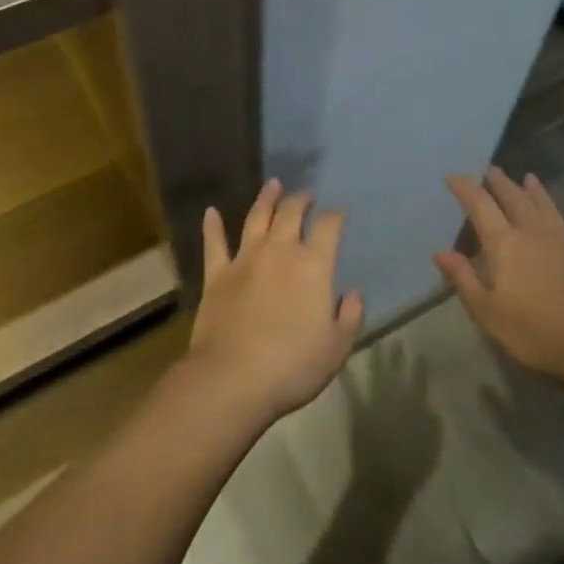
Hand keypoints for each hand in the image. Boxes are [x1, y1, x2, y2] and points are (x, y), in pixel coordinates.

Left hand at [187, 178, 363, 423]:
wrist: (233, 378)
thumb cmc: (293, 365)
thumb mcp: (336, 347)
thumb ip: (349, 316)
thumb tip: (352, 293)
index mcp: (314, 265)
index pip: (329, 227)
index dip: (336, 215)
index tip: (340, 212)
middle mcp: (280, 251)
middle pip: (292, 213)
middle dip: (301, 200)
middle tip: (306, 194)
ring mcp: (245, 259)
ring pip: (256, 218)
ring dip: (266, 199)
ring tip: (273, 184)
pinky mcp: (216, 275)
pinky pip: (214, 244)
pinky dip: (213, 226)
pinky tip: (211, 212)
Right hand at [435, 168, 563, 383]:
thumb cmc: (533, 330)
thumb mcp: (487, 311)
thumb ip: (463, 278)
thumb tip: (440, 252)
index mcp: (504, 243)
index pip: (480, 205)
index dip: (465, 188)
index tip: (453, 176)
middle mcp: (533, 232)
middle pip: (514, 198)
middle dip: (500, 182)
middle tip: (490, 169)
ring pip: (547, 207)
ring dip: (536, 191)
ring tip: (529, 177)